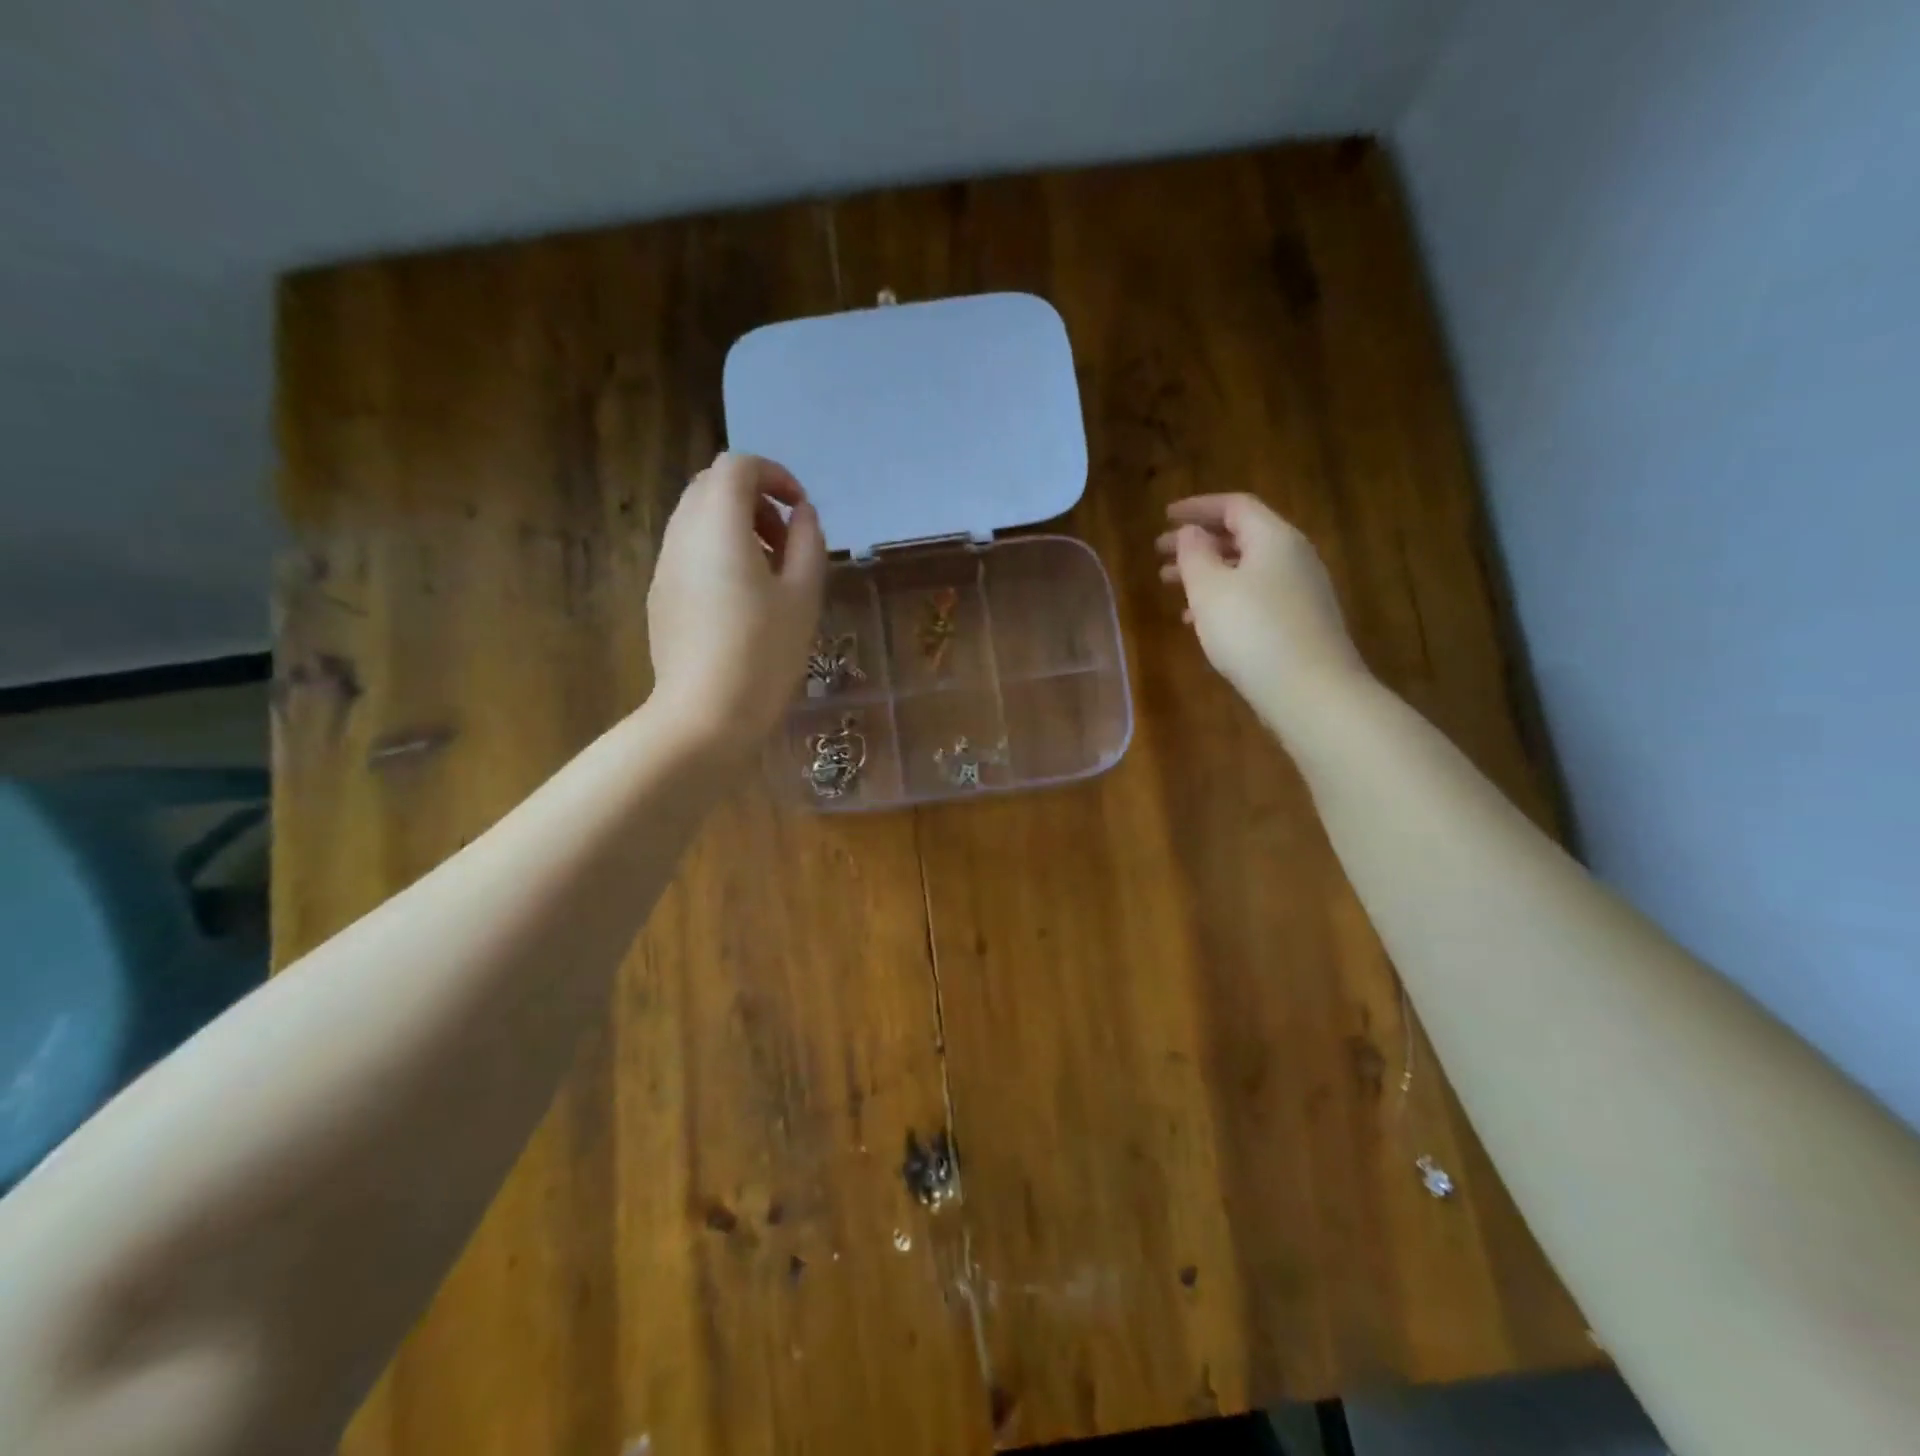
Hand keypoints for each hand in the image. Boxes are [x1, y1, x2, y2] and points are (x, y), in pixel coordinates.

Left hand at [648, 453, 826, 755]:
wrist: (705, 714)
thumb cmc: (764, 652)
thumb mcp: (803, 596)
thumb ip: (807, 543)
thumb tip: (802, 516)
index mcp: (718, 525)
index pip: (738, 466)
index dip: (774, 476)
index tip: (801, 511)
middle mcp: (682, 534)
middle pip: (712, 486)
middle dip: (754, 499)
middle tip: (786, 540)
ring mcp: (665, 566)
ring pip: (697, 519)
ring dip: (736, 527)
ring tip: (770, 573)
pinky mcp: (661, 596)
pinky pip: (689, 552)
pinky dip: (718, 553)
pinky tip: (743, 600)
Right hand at [1156, 494, 1367, 723]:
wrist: (1311, 691)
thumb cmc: (1252, 631)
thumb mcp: (1210, 589)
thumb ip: (1195, 554)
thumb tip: (1192, 532)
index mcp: (1274, 538)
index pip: (1235, 506)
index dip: (1197, 507)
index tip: (1165, 517)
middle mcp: (1293, 557)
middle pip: (1241, 536)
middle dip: (1198, 542)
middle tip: (1161, 554)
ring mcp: (1300, 591)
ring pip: (1246, 569)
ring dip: (1207, 572)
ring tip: (1171, 586)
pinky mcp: (1299, 622)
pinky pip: (1255, 596)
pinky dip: (1224, 598)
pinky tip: (1200, 621)